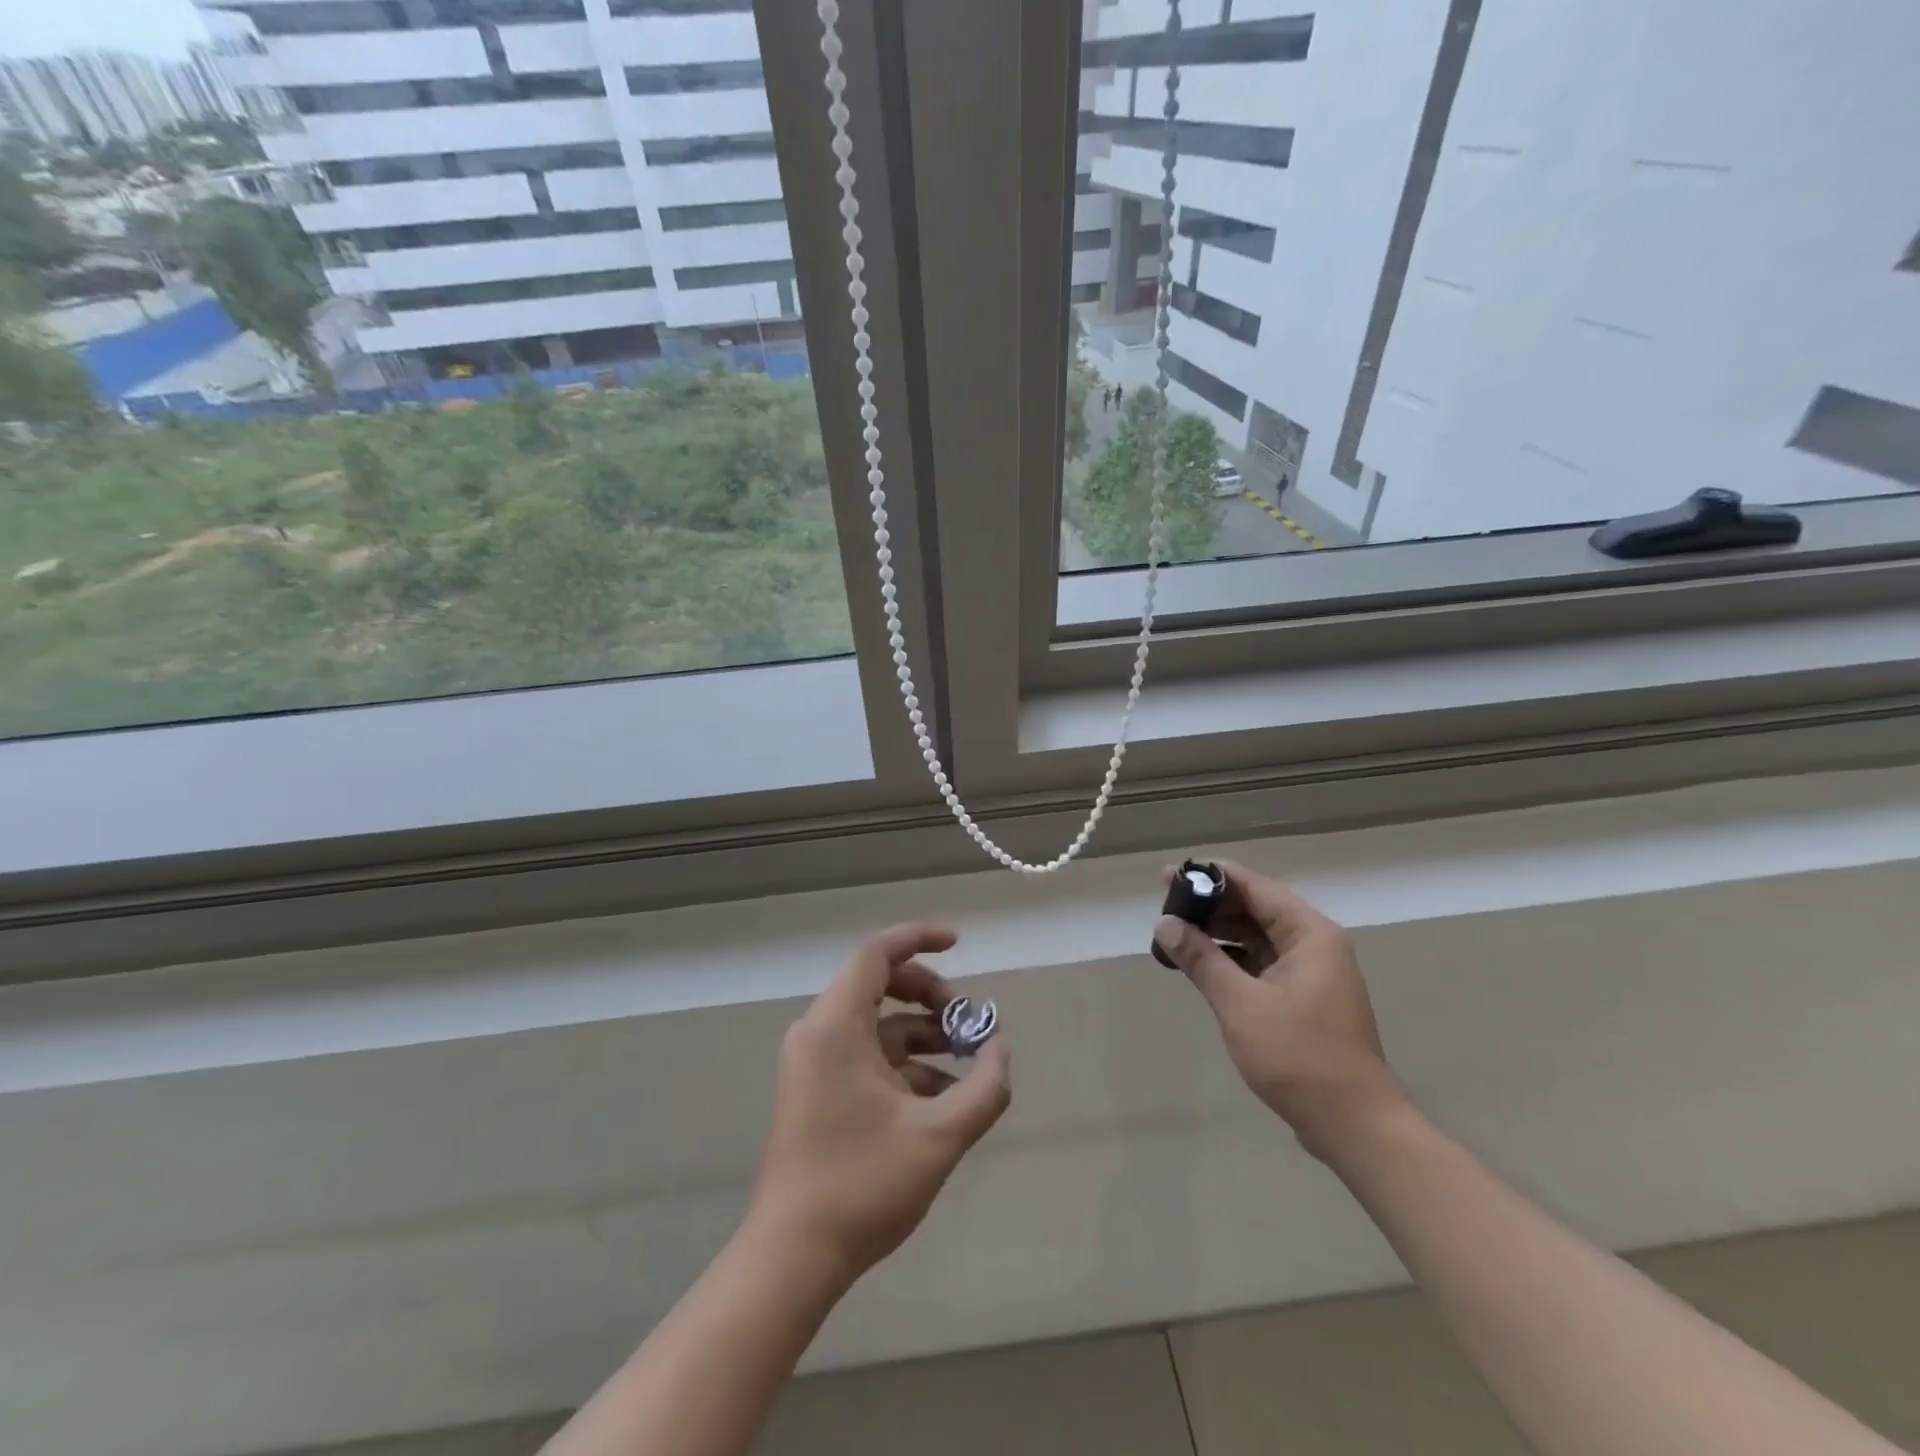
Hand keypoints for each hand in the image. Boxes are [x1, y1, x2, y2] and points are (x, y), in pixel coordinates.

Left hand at [749, 923, 1011, 1281]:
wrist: (792, 1257)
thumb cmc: (862, 1184)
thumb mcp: (939, 1135)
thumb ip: (984, 1088)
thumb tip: (1001, 1050)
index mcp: (836, 1025)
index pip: (877, 953)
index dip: (920, 939)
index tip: (960, 944)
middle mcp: (819, 1033)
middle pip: (880, 984)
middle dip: (931, 996)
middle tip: (969, 1023)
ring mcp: (815, 1064)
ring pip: (878, 1025)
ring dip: (924, 1034)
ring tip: (968, 1063)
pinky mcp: (818, 1091)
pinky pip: (867, 1056)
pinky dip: (906, 1063)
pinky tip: (943, 1096)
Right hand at [1154, 862, 1406, 1158]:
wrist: (1354, 1126)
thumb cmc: (1299, 1057)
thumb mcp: (1240, 1004)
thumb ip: (1201, 958)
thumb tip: (1164, 924)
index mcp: (1309, 934)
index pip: (1254, 886)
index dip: (1210, 877)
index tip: (1169, 876)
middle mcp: (1314, 944)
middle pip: (1256, 908)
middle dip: (1210, 906)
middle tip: (1165, 907)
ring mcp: (1312, 973)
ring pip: (1257, 937)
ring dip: (1218, 933)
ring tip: (1174, 934)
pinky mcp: (1304, 999)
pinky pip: (1261, 963)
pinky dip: (1231, 960)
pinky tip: (1200, 965)